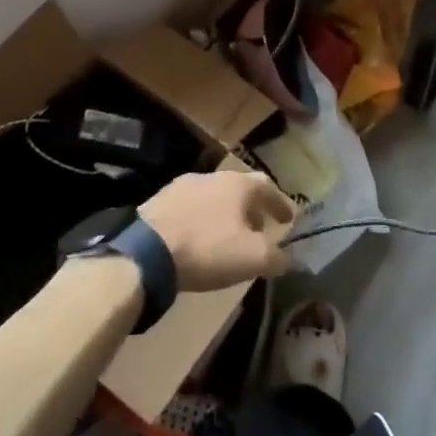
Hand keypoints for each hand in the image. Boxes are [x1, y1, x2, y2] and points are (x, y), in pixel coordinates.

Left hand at [139, 171, 294, 292]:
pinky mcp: (158, 202)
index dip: (280, 204)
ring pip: (213, 197)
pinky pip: (190, 208)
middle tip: (260, 229)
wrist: (146, 253)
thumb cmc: (208, 249)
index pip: (268, 187)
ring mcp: (181, 186)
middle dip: (253, 209)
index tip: (288, 219)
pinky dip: (202, 220)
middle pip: (240, 189)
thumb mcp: (252, 258)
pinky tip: (199, 239)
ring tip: (229, 236)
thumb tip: (289, 258)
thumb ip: (277, 257)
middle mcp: (211, 177)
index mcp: (237, 184)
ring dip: (226, 214)